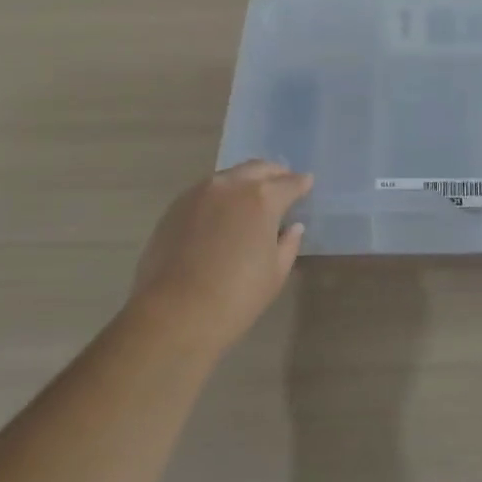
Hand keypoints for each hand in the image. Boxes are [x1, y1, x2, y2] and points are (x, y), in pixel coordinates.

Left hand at [129, 161, 311, 351]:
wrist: (174, 313)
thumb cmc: (236, 297)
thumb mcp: (275, 274)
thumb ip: (288, 244)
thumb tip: (293, 227)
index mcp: (262, 198)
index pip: (289, 183)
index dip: (301, 183)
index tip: (307, 183)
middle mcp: (231, 185)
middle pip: (258, 168)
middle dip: (274, 174)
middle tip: (282, 183)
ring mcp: (200, 192)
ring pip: (230, 176)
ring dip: (245, 181)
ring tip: (252, 197)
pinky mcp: (176, 206)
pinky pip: (206, 191)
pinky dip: (221, 195)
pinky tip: (222, 213)